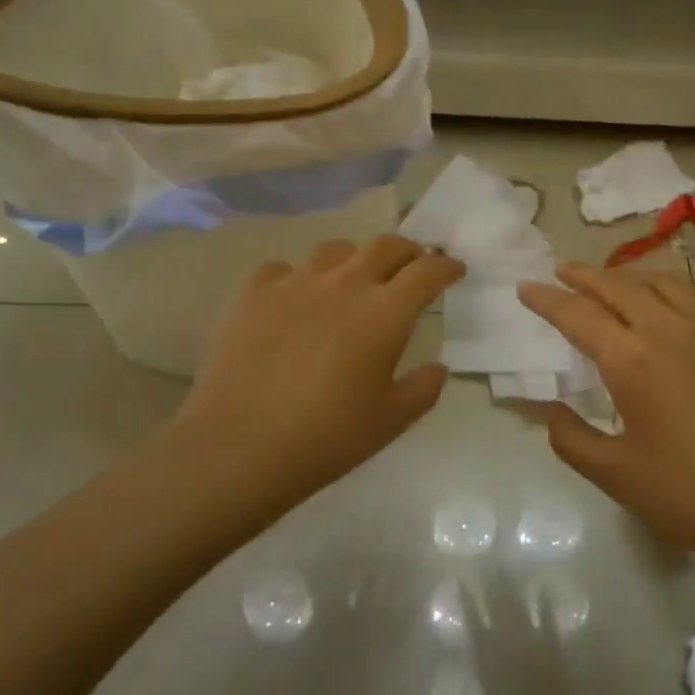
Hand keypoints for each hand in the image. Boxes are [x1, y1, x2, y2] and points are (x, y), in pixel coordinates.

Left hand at [168, 236, 463, 518]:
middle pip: (385, 246)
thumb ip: (424, 388)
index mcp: (384, 313)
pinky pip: (283, 269)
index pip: (427, 271)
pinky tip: (295, 300)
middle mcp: (344, 285)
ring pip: (335, 250)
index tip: (454, 270)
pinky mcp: (253, 294)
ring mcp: (295, 284)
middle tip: (412, 268)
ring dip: (356, 259)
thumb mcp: (391, 422)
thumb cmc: (327, 438)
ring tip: (354, 279)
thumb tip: (437, 367)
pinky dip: (299, 277)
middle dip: (407, 252)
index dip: (446, 266)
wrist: (240, 447)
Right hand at [519, 262, 694, 567]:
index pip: (577, 314)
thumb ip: (572, 439)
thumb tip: (550, 410)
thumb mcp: (617, 477)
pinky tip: (675, 301)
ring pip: (663, 282)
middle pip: (617, 286)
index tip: (526, 287)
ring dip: (629, 276)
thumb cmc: (694, 497)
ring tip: (613, 279)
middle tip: (562, 270)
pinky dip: (675, 289)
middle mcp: (670, 328)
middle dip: (584, 275)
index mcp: (631, 360)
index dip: (546, 299)